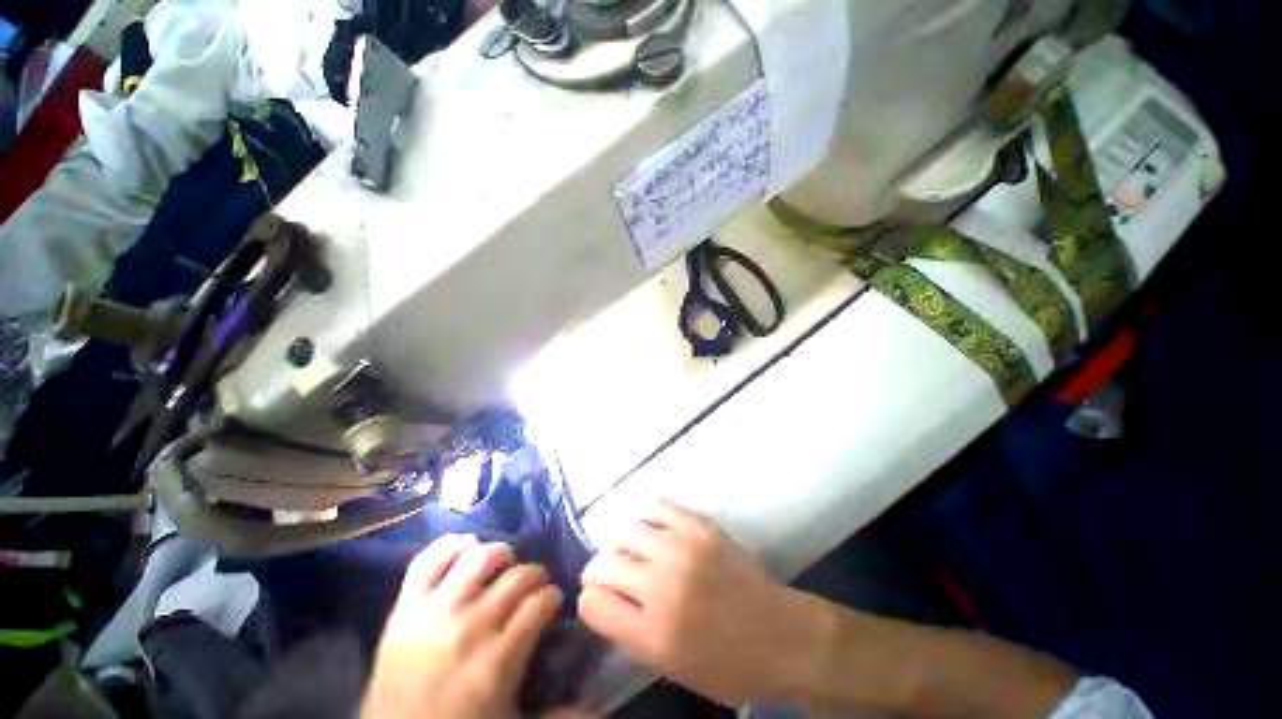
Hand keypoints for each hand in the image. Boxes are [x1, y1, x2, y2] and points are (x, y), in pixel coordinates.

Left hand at [362, 535, 562, 718]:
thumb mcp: (508, 715)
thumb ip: (551, 705)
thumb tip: (592, 701)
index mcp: (497, 662)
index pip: (539, 604)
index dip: (551, 595)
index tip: (552, 598)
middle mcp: (469, 629)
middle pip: (516, 578)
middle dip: (534, 574)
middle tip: (534, 582)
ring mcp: (433, 613)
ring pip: (479, 558)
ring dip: (500, 553)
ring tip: (505, 561)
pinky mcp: (404, 608)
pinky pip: (427, 561)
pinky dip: (449, 545)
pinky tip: (466, 544)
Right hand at [577, 500, 829, 704]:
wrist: (780, 635)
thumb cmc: (727, 664)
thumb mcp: (671, 667)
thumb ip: (631, 632)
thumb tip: (604, 599)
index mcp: (653, 633)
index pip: (593, 604)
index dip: (590, 601)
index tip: (597, 599)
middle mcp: (662, 586)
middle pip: (605, 563)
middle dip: (598, 571)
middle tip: (608, 574)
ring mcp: (683, 549)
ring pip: (628, 532)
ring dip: (623, 545)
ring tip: (633, 552)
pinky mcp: (701, 526)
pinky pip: (660, 508)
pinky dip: (651, 518)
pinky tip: (656, 530)